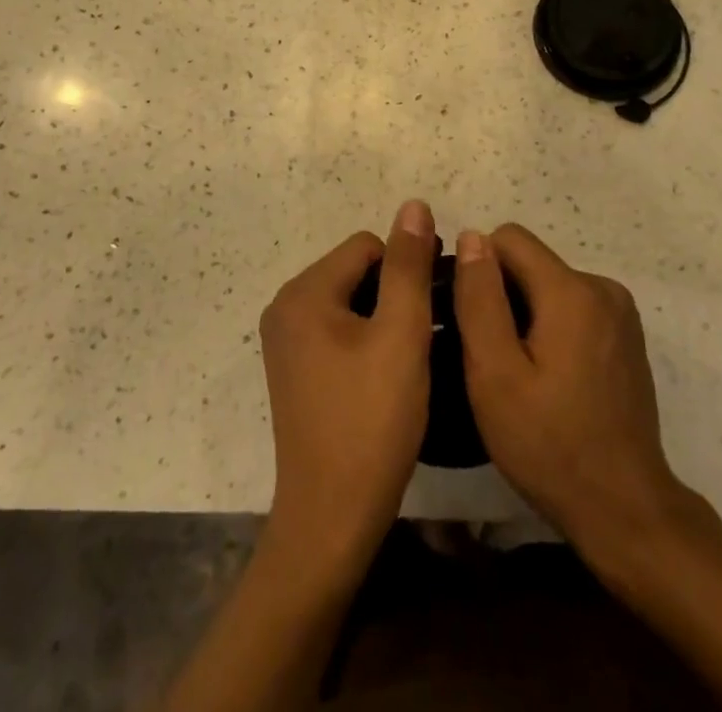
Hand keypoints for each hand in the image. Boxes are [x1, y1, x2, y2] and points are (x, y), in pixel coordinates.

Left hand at [258, 201, 436, 578]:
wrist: (332, 518)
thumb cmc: (371, 421)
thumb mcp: (401, 336)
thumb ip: (409, 266)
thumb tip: (414, 205)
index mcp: (303, 292)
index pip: (367, 247)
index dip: (408, 268)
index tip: (437, 305)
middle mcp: (285, 307)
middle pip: (355, 271)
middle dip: (395, 293)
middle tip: (428, 335)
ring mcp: (285, 341)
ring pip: (350, 302)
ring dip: (384, 317)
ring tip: (412, 356)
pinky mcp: (294, 370)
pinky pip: (336, 330)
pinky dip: (365, 340)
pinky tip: (387, 374)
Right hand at [454, 224, 706, 567]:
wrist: (625, 510)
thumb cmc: (550, 444)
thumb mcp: (494, 372)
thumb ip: (479, 297)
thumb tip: (472, 235)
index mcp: (571, 290)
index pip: (508, 238)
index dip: (479, 270)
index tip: (472, 320)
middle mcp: (602, 287)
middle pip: (530, 262)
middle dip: (502, 295)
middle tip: (492, 358)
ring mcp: (620, 313)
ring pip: (549, 285)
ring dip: (526, 314)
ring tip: (519, 373)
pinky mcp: (626, 337)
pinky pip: (572, 308)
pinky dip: (552, 328)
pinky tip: (550, 379)